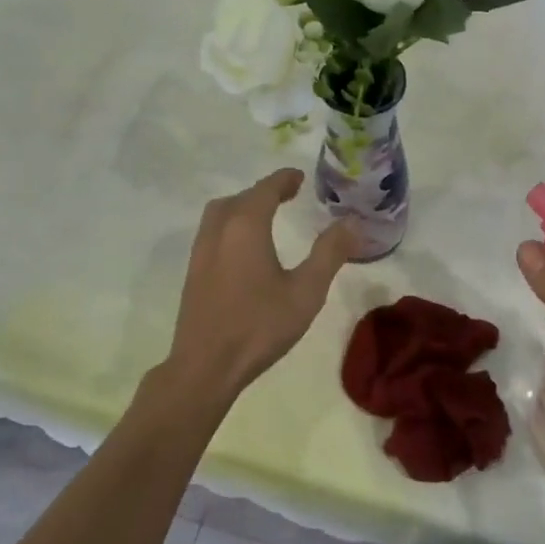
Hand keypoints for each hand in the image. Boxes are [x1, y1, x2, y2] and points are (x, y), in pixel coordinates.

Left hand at [163, 169, 360, 402]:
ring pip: (221, 213)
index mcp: (245, 226)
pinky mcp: (193, 273)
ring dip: (243, 206)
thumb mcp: (306, 291)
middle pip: (240, 198)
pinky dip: (231, 224)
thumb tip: (351, 222)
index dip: (284, 179)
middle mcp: (218, 230)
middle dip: (264, 191)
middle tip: (288, 195)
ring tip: (266, 216)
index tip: (299, 177)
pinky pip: (212, 232)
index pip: (265, 189)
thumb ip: (329, 253)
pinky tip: (244, 248)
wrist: (206, 366)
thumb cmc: (259, 326)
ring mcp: (200, 252)